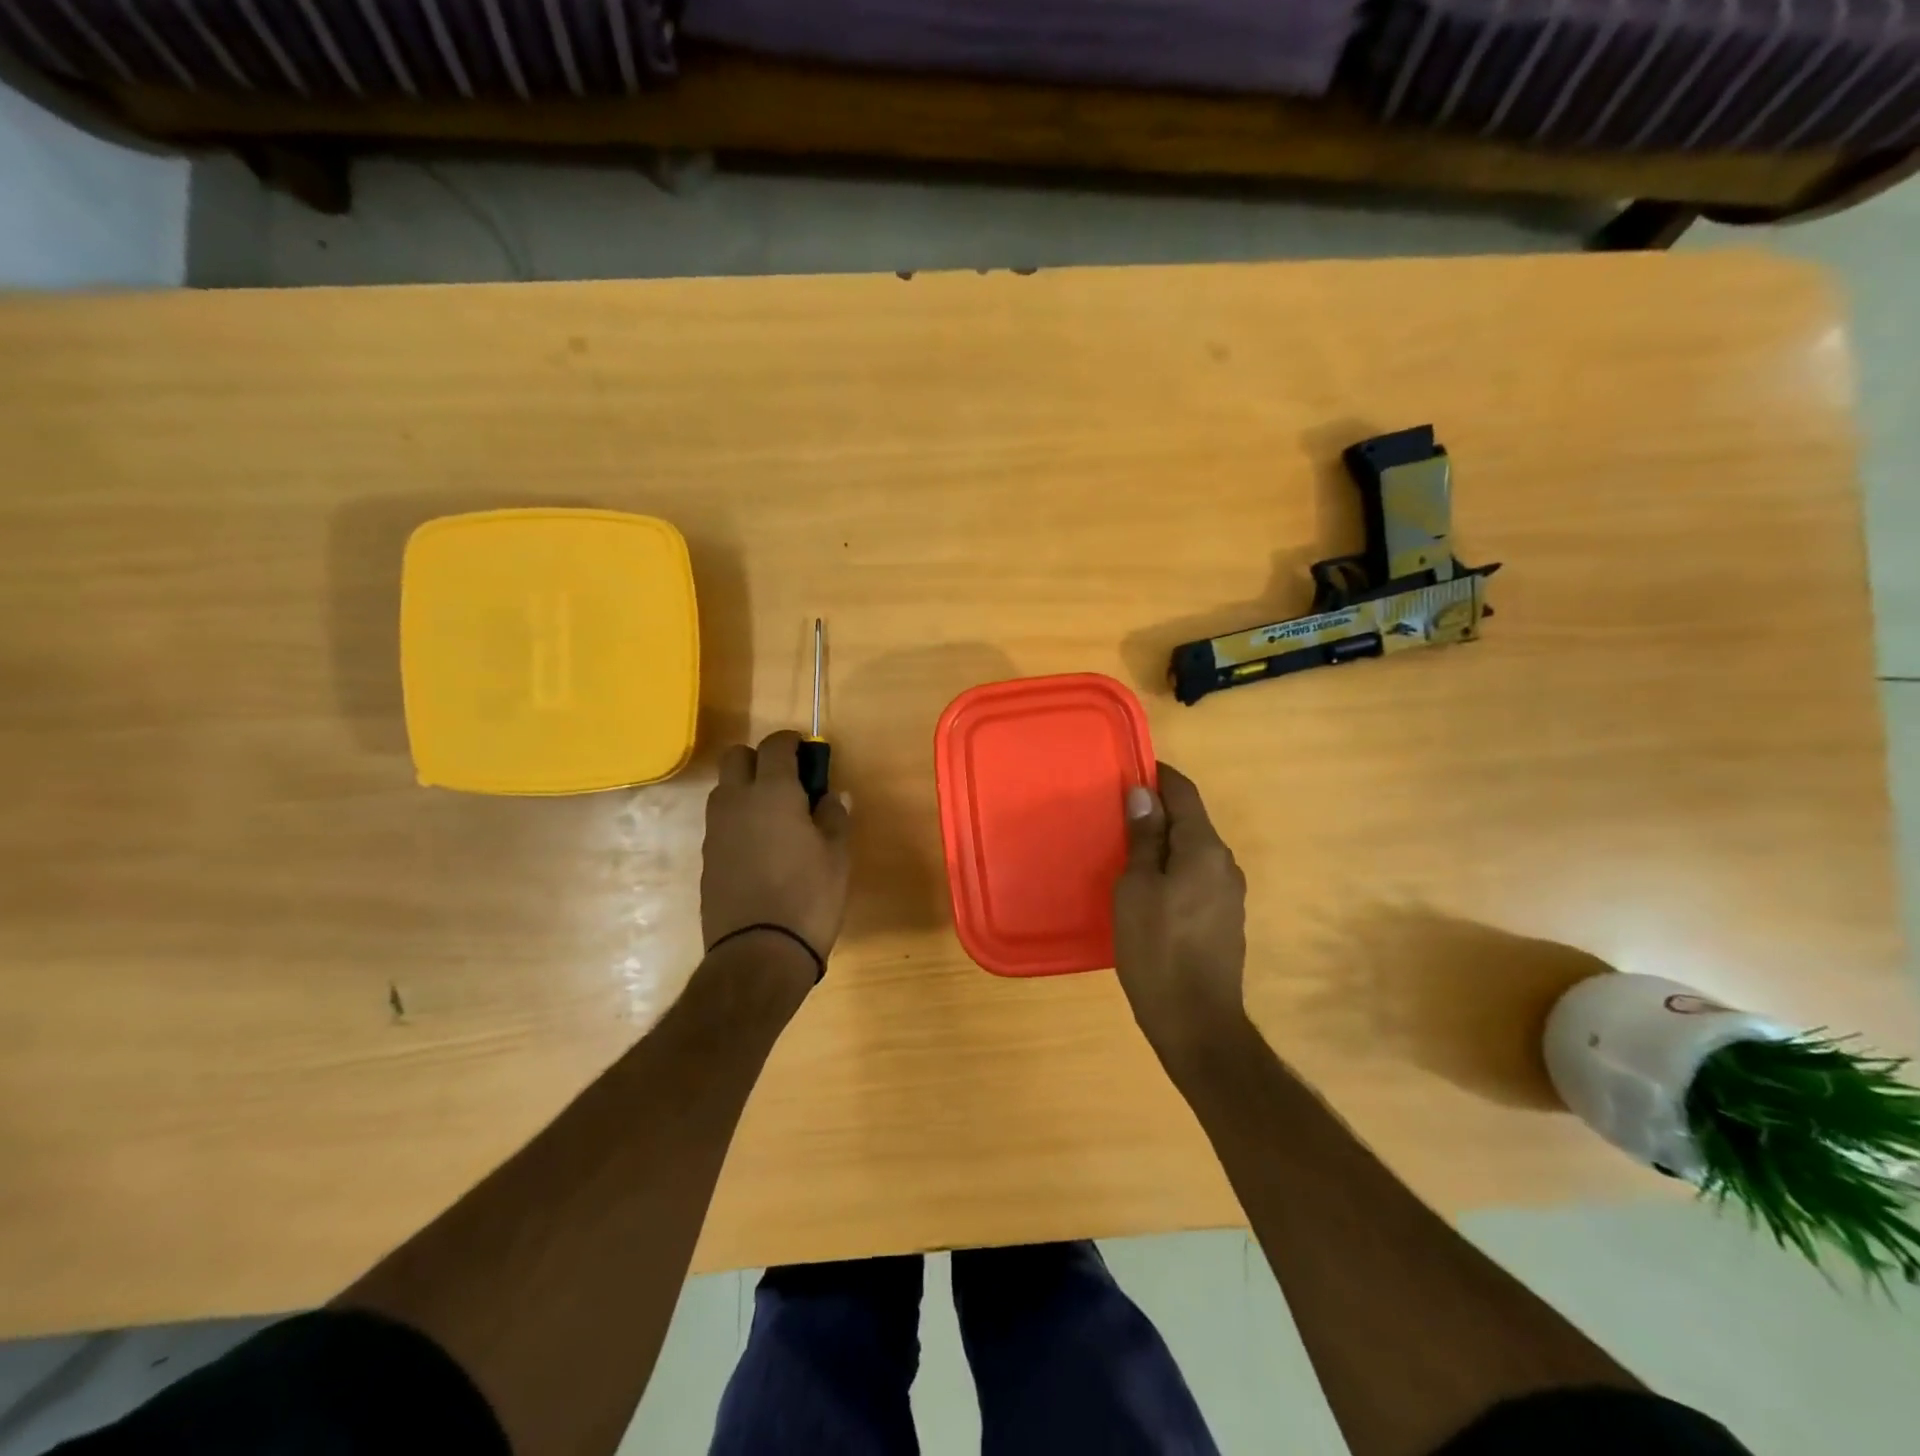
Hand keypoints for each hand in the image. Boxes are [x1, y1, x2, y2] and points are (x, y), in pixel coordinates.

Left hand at [702, 731, 850, 970]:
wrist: (759, 952)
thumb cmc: (809, 897)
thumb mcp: (836, 855)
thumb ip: (833, 816)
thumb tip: (832, 795)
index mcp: (772, 792)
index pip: (775, 745)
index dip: (792, 742)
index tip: (808, 752)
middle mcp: (736, 802)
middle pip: (736, 757)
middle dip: (761, 759)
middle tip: (789, 782)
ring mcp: (716, 830)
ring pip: (724, 789)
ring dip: (746, 789)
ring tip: (776, 817)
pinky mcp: (707, 858)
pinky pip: (721, 822)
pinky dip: (739, 820)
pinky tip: (761, 848)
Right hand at [1113, 763, 1247, 1063]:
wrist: (1197, 1022)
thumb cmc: (1157, 949)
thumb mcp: (1136, 888)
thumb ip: (1143, 838)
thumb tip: (1143, 794)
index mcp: (1205, 849)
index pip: (1184, 793)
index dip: (1158, 776)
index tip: (1128, 771)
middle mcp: (1225, 864)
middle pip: (1191, 822)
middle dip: (1157, 812)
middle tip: (1115, 815)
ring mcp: (1229, 894)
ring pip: (1193, 852)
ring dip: (1163, 844)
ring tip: (1124, 851)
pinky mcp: (1224, 920)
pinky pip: (1196, 878)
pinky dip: (1172, 870)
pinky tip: (1146, 889)